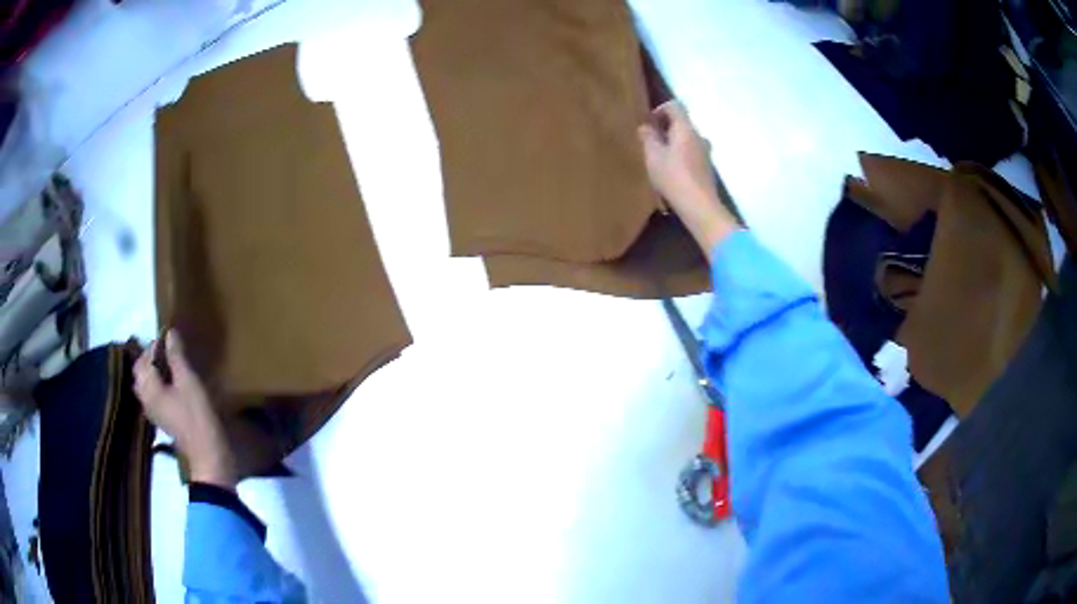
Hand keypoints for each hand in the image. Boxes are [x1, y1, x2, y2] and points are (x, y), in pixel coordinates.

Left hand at [133, 330, 236, 488]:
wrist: (208, 455)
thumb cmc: (197, 416)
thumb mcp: (188, 382)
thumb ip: (176, 357)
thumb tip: (169, 333)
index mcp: (149, 388)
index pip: (144, 359)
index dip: (154, 345)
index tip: (170, 337)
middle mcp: (146, 399)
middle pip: (140, 372)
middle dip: (150, 357)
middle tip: (168, 348)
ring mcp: (153, 411)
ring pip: (146, 384)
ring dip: (153, 371)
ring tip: (170, 363)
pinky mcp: (162, 419)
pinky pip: (153, 395)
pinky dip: (158, 384)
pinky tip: (172, 383)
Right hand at [638, 101, 739, 253]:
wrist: (699, 206)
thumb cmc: (673, 177)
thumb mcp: (653, 156)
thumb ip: (648, 138)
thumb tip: (645, 127)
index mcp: (686, 129)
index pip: (675, 106)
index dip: (660, 109)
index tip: (649, 123)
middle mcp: (699, 136)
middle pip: (682, 123)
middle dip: (665, 129)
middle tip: (650, 142)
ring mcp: (706, 153)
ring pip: (687, 140)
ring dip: (673, 144)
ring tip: (659, 159)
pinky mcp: (707, 168)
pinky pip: (692, 154)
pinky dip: (681, 156)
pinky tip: (671, 173)